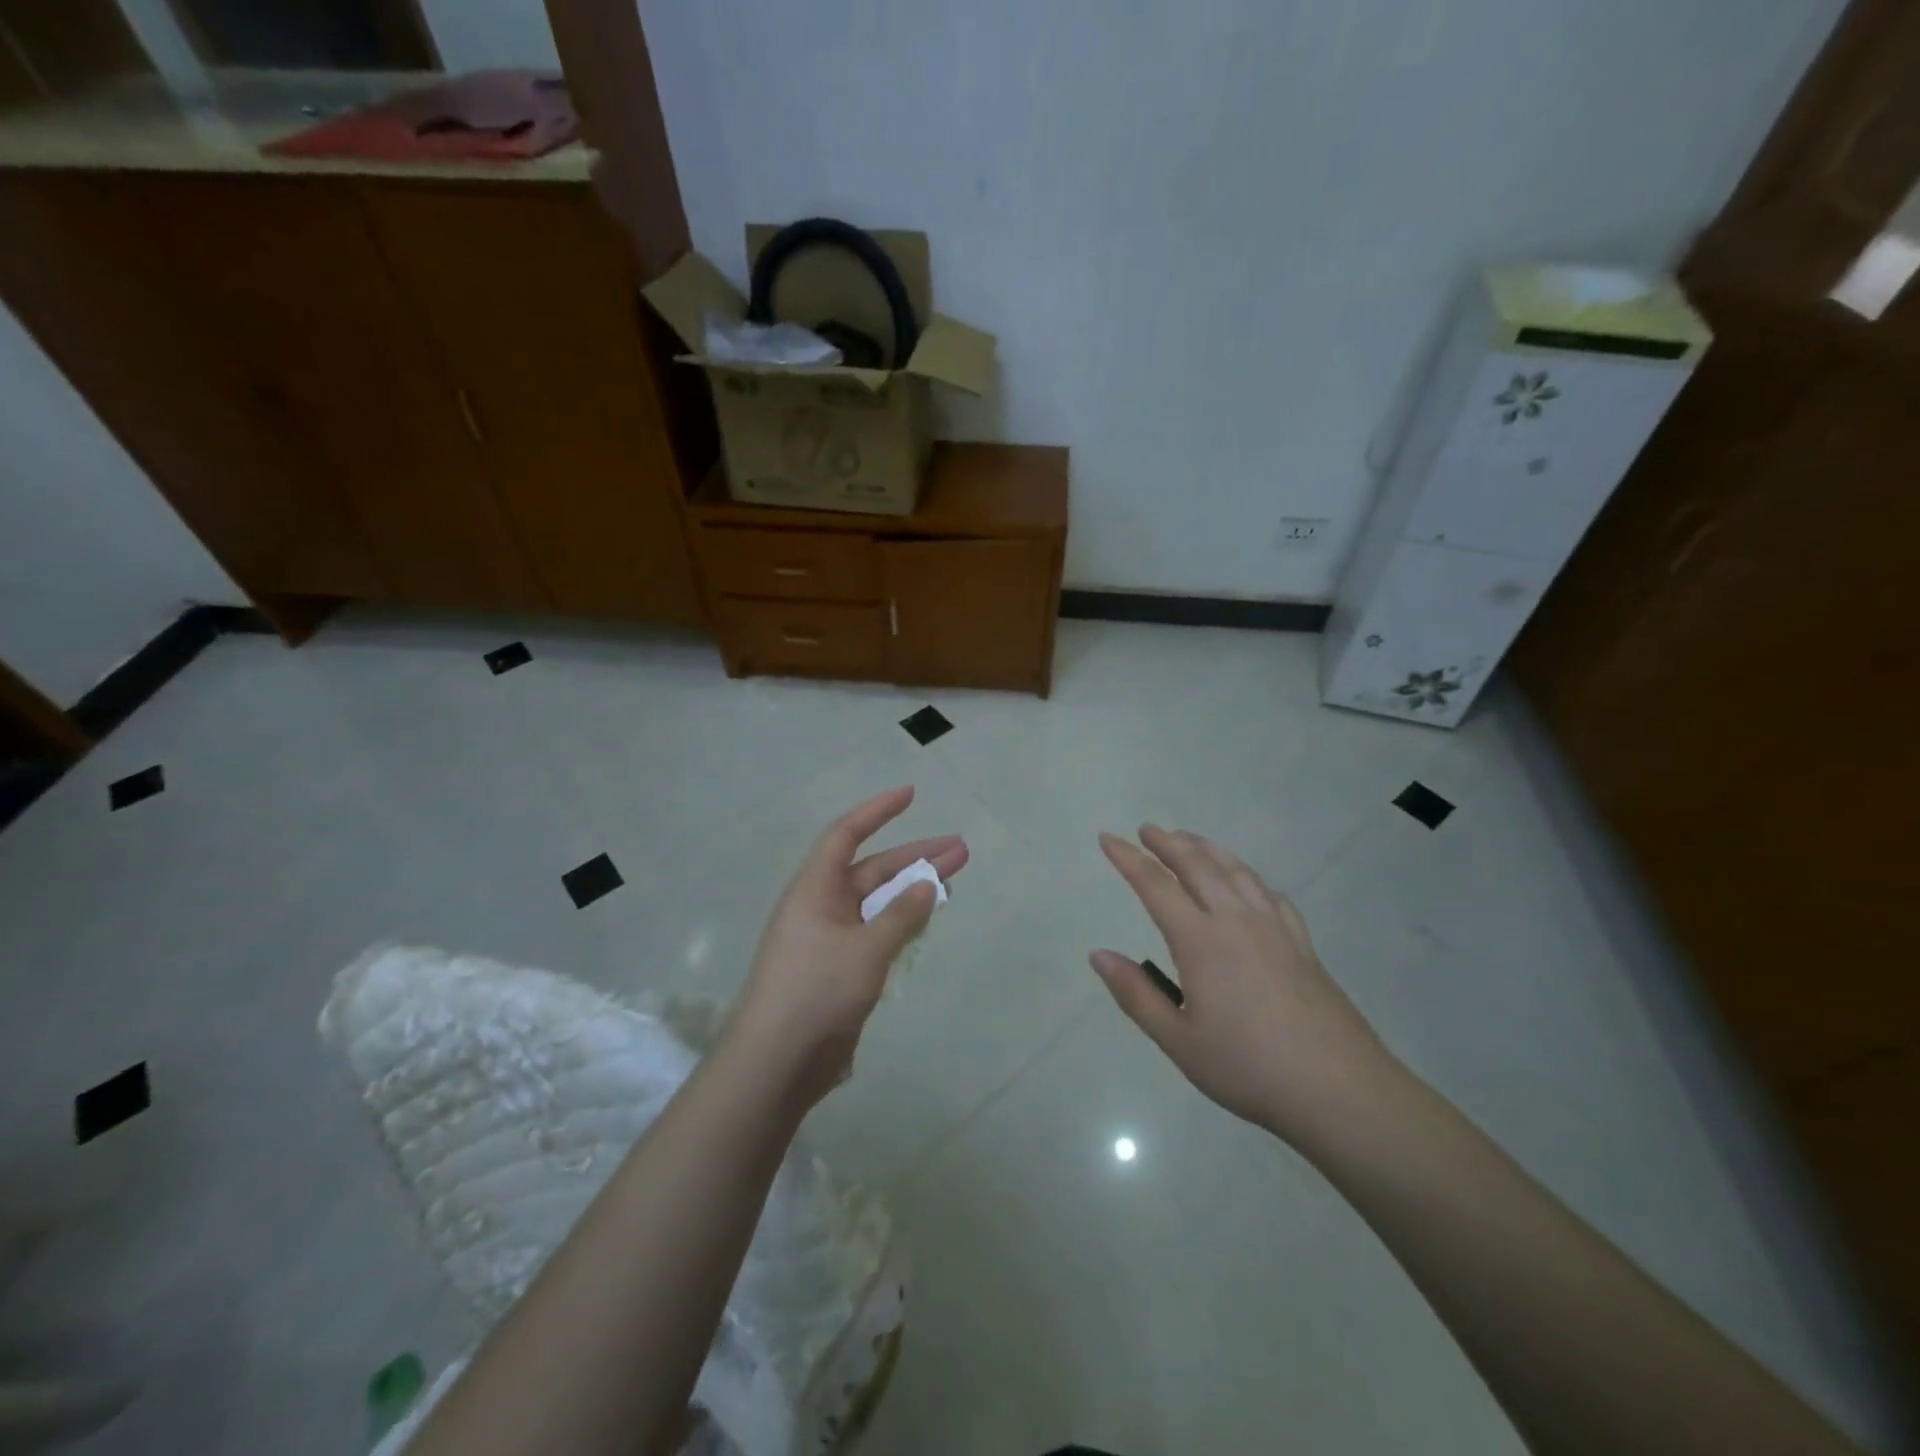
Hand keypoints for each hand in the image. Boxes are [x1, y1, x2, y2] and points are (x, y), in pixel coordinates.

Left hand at [727, 786, 967, 1108]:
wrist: (776, 1063)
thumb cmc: (816, 993)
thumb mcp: (866, 950)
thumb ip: (901, 916)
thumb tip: (928, 885)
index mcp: (815, 890)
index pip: (846, 835)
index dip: (878, 811)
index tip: (911, 794)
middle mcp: (821, 907)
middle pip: (873, 870)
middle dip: (915, 857)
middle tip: (960, 850)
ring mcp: (830, 939)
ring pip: (878, 903)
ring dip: (913, 891)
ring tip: (954, 880)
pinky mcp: (839, 969)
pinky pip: (876, 933)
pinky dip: (901, 923)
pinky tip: (926, 922)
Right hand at [1090, 826, 1399, 1146]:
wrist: (1340, 1090)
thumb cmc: (1248, 1068)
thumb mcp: (1179, 1041)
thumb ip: (1136, 994)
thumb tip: (1098, 954)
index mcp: (1201, 941)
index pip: (1155, 885)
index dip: (1128, 858)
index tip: (1108, 838)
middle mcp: (1236, 921)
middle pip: (1198, 866)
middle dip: (1168, 843)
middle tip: (1147, 829)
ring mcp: (1274, 928)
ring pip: (1236, 871)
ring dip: (1207, 849)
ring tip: (1189, 839)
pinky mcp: (1302, 943)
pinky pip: (1270, 894)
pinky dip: (1248, 876)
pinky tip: (1247, 882)